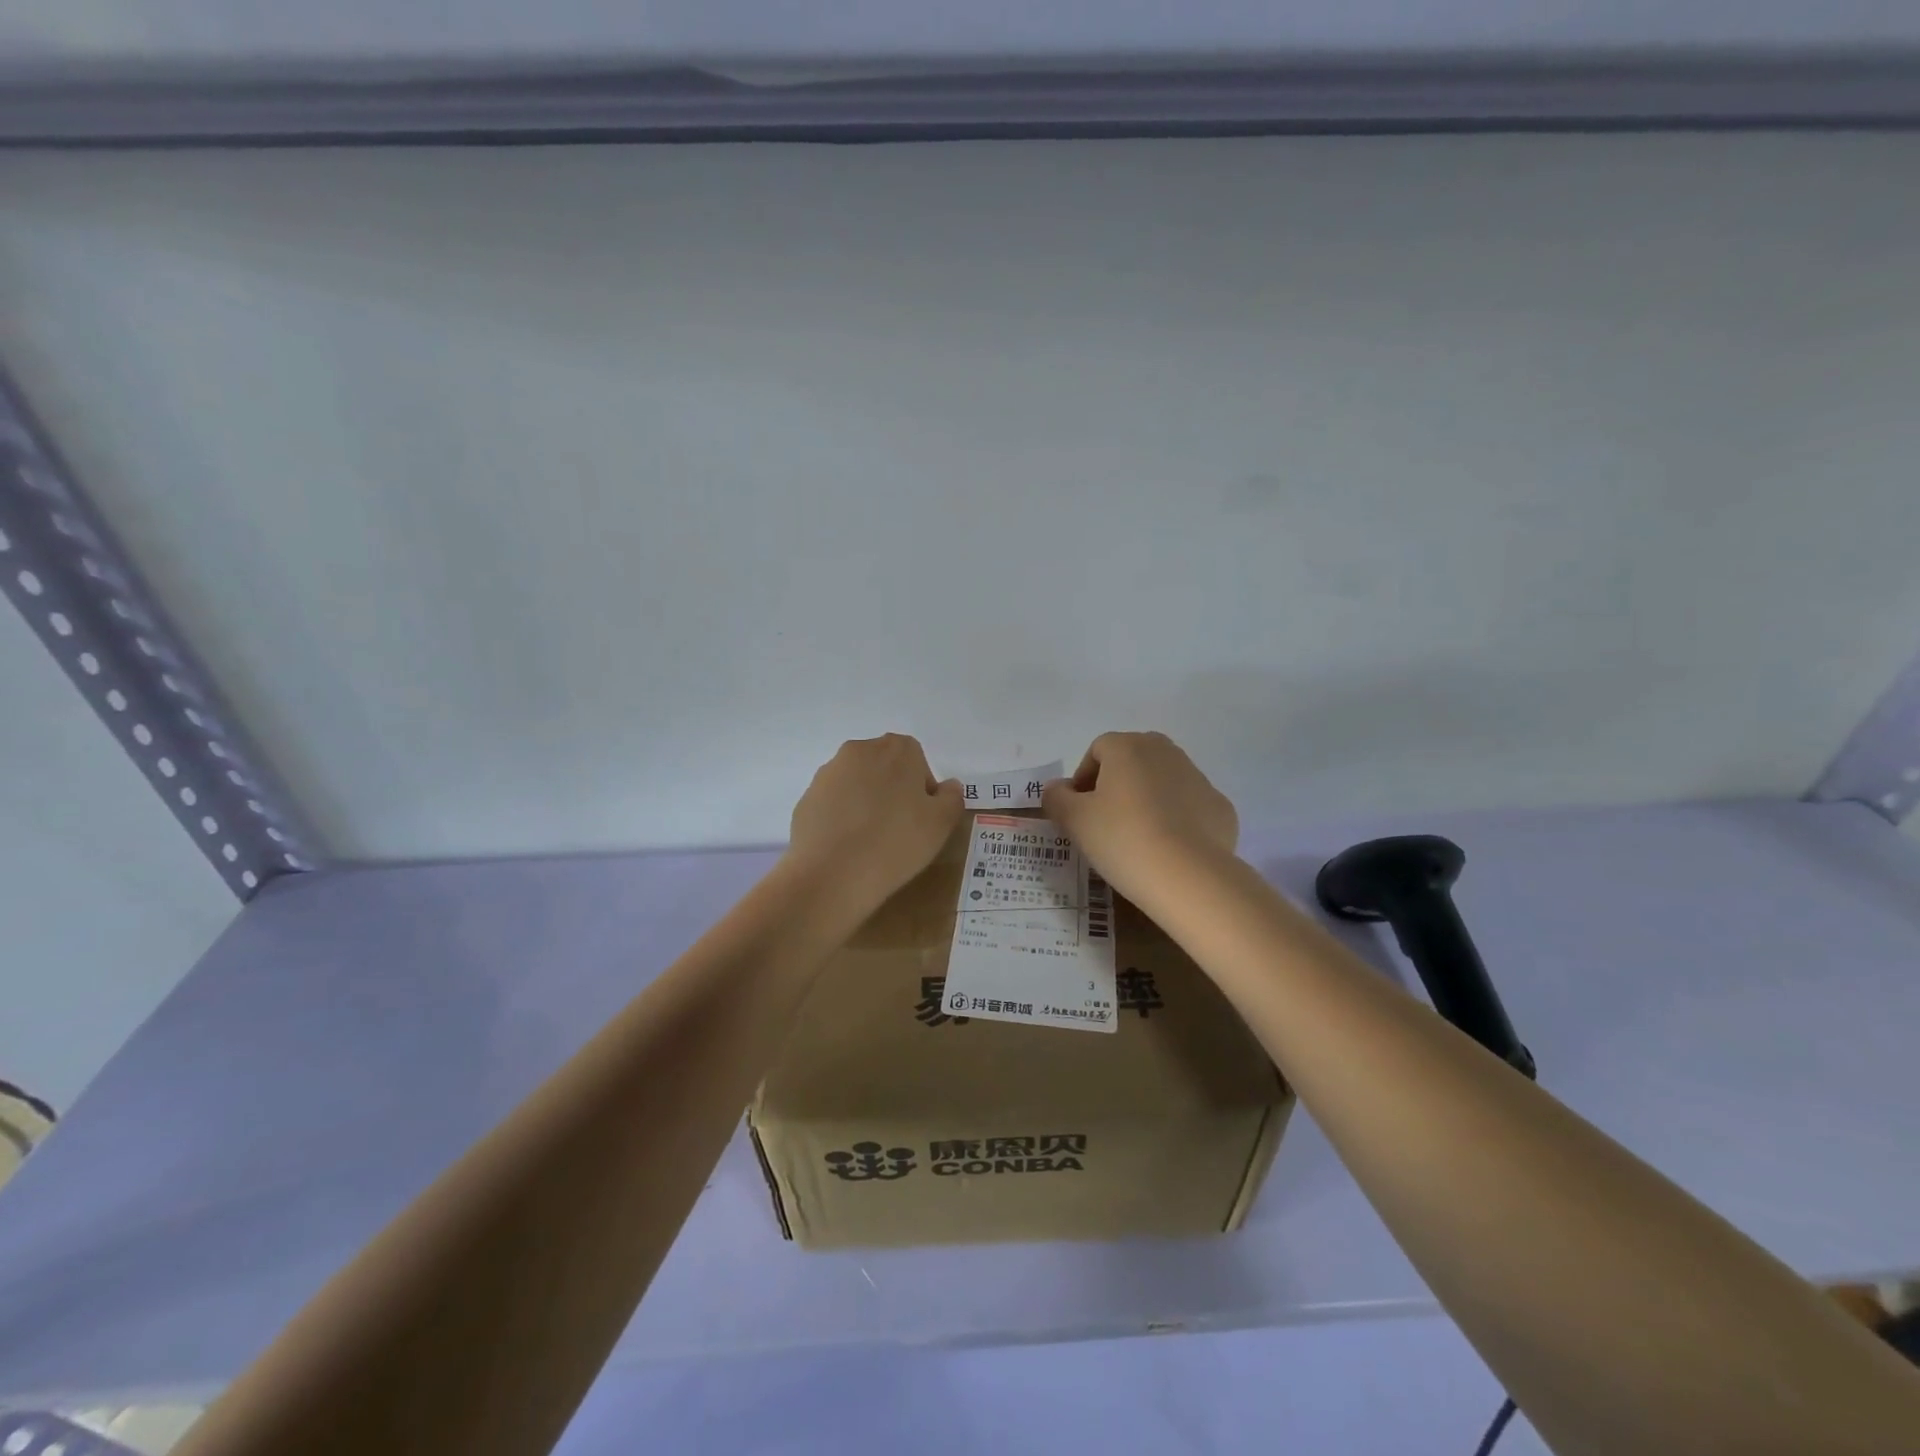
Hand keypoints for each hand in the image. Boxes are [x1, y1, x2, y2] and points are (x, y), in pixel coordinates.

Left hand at [788, 734, 964, 913]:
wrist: (832, 874)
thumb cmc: (897, 842)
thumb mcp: (942, 822)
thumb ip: (951, 797)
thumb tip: (946, 787)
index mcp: (897, 749)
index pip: (917, 760)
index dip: (922, 789)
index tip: (921, 818)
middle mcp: (859, 750)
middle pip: (884, 767)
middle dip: (893, 791)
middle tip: (899, 829)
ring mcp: (828, 773)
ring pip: (857, 784)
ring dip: (866, 803)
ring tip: (870, 841)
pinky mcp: (807, 798)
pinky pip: (834, 804)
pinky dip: (842, 818)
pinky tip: (847, 847)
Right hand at [1042, 732, 1238, 903]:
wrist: (1190, 877)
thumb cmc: (1123, 839)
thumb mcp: (1074, 821)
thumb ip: (1056, 798)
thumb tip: (1057, 789)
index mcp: (1128, 747)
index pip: (1097, 750)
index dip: (1083, 778)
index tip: (1079, 810)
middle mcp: (1165, 751)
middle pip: (1132, 760)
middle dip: (1116, 784)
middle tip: (1105, 821)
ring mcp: (1198, 777)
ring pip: (1162, 781)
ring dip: (1146, 799)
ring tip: (1136, 838)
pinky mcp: (1220, 806)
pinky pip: (1188, 806)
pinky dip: (1175, 819)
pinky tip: (1167, 849)